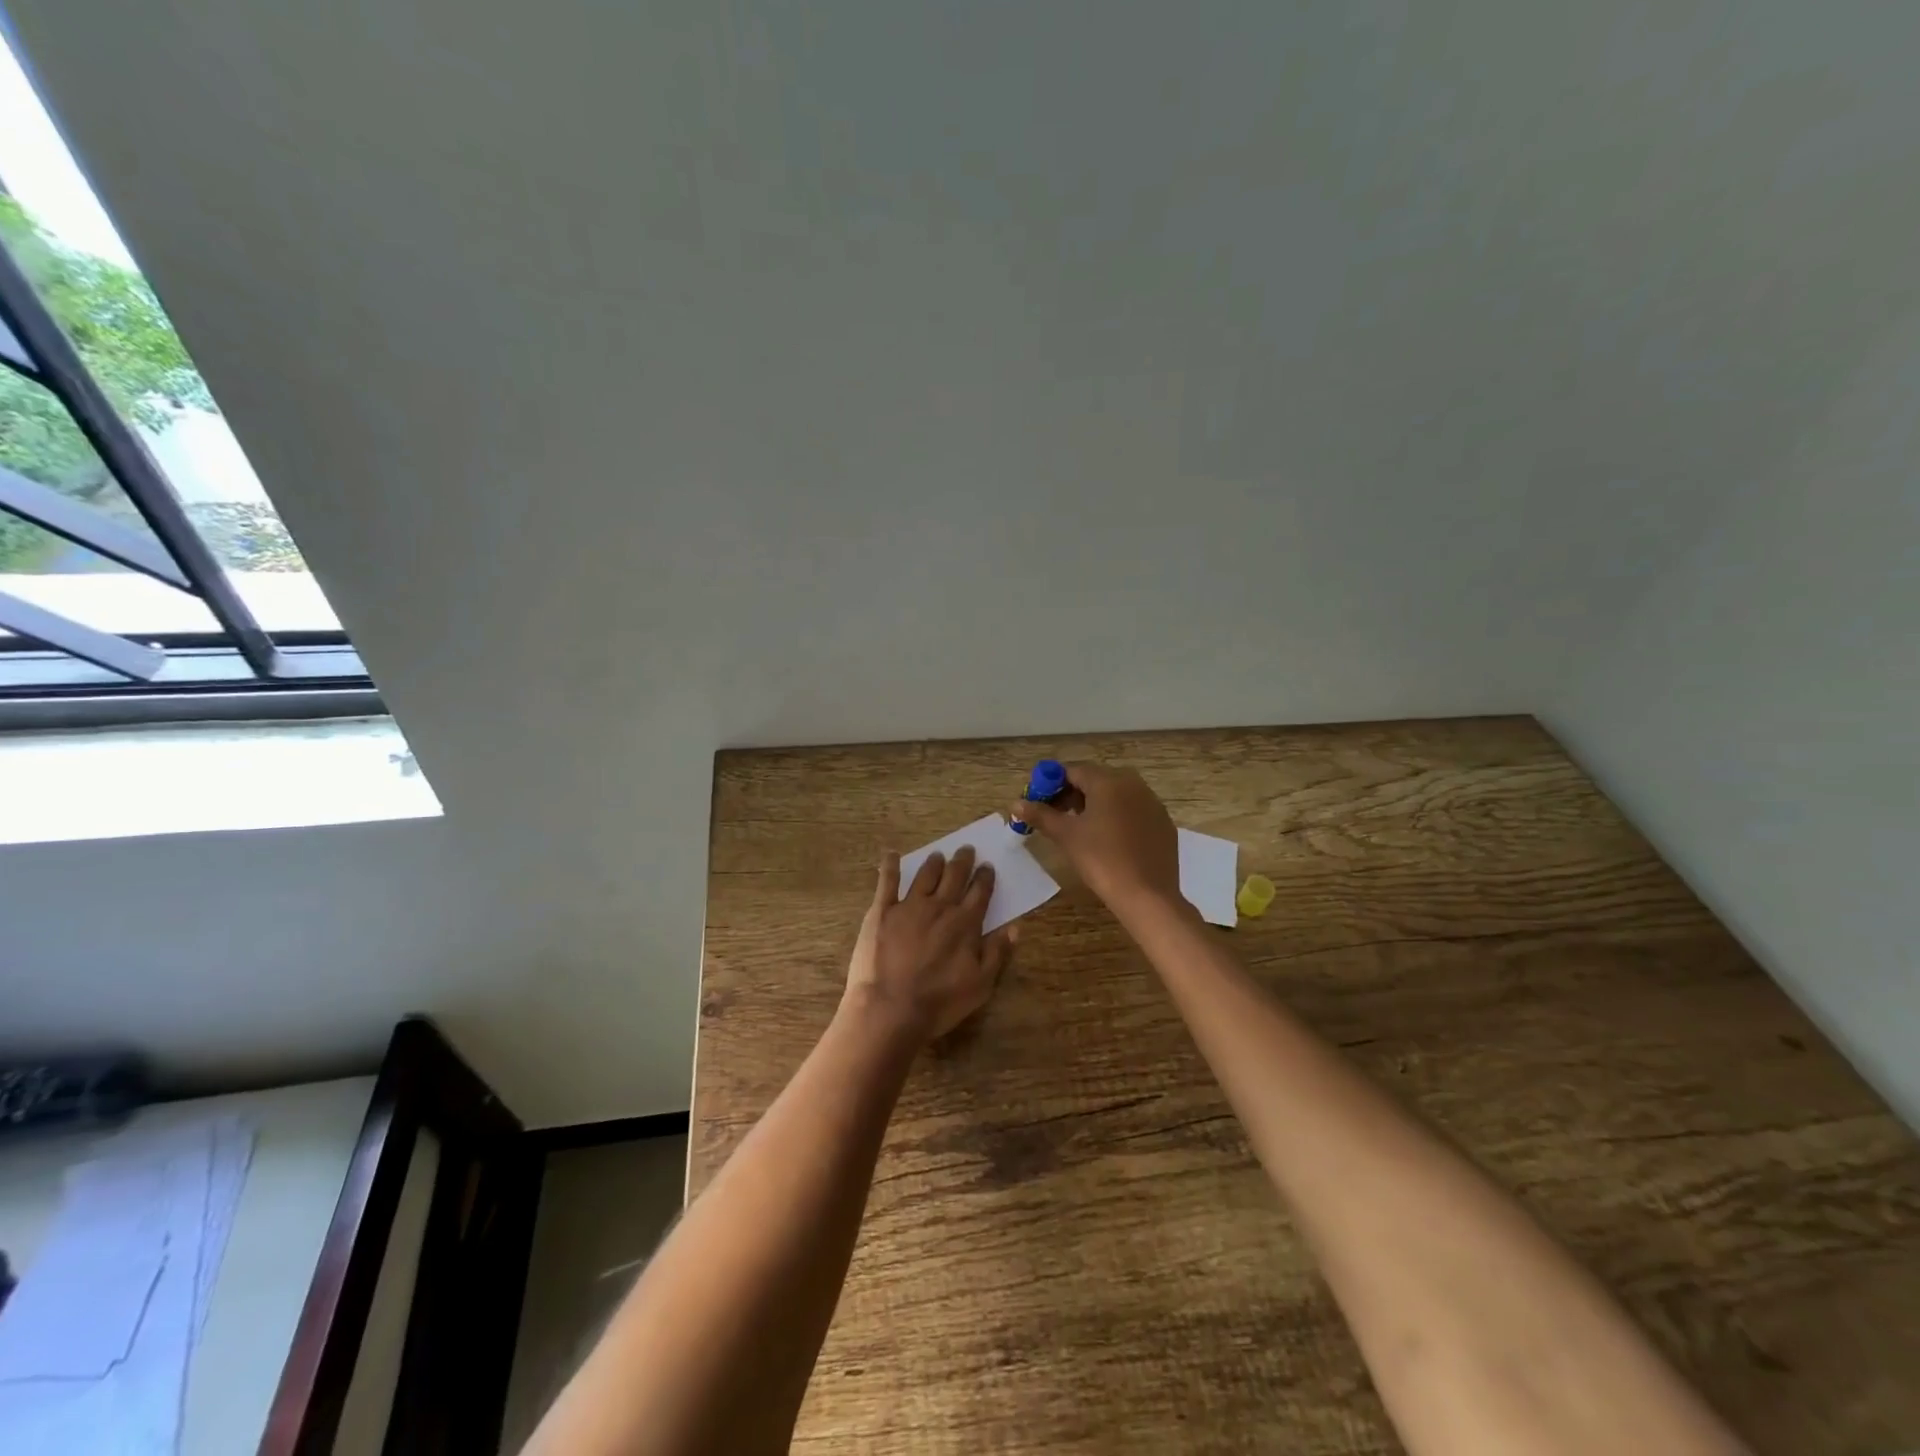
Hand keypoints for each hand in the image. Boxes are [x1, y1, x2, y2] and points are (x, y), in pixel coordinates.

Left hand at [844, 845, 1013, 1042]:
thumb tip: (1015, 926)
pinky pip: (887, 881)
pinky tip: (892, 854)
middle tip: (966, 850)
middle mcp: (940, 906)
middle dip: (962, 861)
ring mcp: (909, 905)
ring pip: (925, 875)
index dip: (985, 877)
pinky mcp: (882, 911)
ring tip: (938, 855)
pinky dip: (891, 865)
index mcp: (965, 923)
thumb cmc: (940, 1002)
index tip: (987, 866)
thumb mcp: (981, 985)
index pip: (980, 892)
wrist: (891, 1009)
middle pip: (954, 876)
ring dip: (934, 862)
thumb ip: (998, 952)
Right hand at [1008, 762, 1180, 913]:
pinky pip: (1133, 810)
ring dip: (1094, 804)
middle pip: (1095, 780)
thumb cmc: (1101, 859)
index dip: (1051, 783)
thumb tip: (1016, 803)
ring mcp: (1152, 802)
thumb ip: (1040, 815)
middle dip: (1072, 793)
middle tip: (1055, 815)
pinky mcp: (1163, 822)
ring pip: (1116, 794)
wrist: (1147, 895)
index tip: (1038, 801)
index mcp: (1108, 781)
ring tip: (1079, 828)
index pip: (1073, 770)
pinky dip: (1116, 816)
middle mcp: (1133, 784)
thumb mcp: (1066, 836)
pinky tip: (1108, 840)